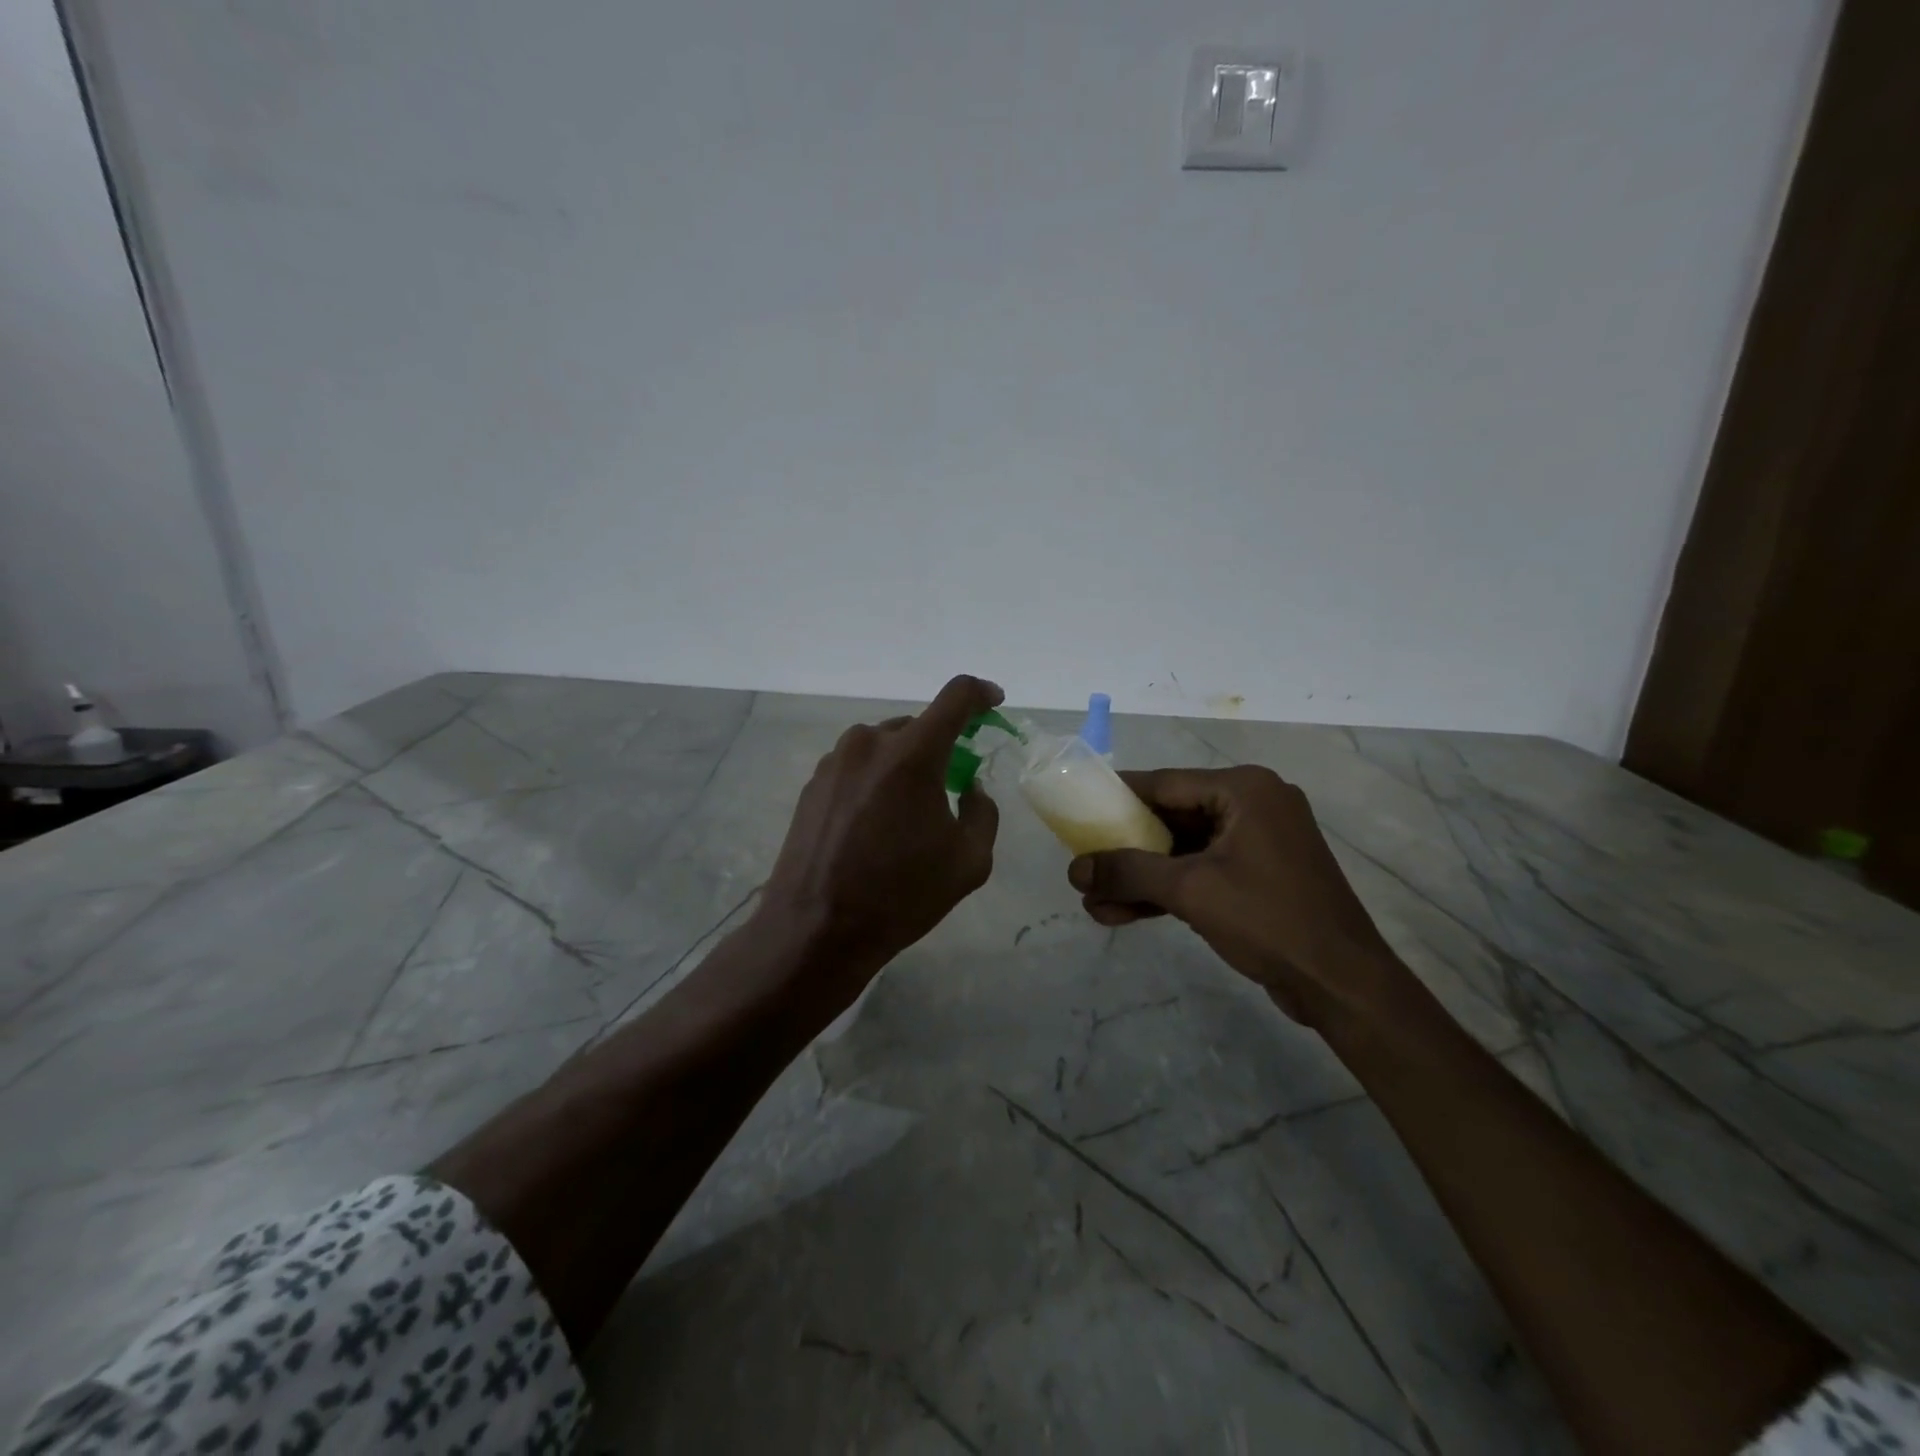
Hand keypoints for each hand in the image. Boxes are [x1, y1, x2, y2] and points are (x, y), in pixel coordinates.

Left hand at [758, 674, 1003, 1012]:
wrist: (816, 929)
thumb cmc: (900, 895)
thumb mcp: (969, 861)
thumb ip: (983, 812)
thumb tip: (969, 788)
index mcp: (912, 754)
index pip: (956, 697)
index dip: (980, 694)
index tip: (993, 702)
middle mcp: (870, 742)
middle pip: (918, 726)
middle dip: (941, 748)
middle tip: (950, 788)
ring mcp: (835, 761)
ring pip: (885, 746)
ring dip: (905, 766)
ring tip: (907, 816)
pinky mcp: (813, 783)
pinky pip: (858, 766)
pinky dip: (876, 781)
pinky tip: (874, 825)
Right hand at [1068, 766, 1401, 1027]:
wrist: (1342, 985)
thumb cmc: (1269, 920)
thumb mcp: (1190, 890)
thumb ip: (1128, 872)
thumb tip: (1074, 869)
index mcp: (1244, 789)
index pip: (1164, 783)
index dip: (1117, 798)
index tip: (1077, 810)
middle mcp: (1252, 805)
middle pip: (1171, 817)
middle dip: (1125, 850)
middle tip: (1084, 866)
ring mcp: (1257, 843)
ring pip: (1183, 851)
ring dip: (1141, 877)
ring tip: (1093, 901)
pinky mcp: (1258, 876)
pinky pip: (1201, 873)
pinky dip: (1167, 891)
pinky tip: (1122, 913)